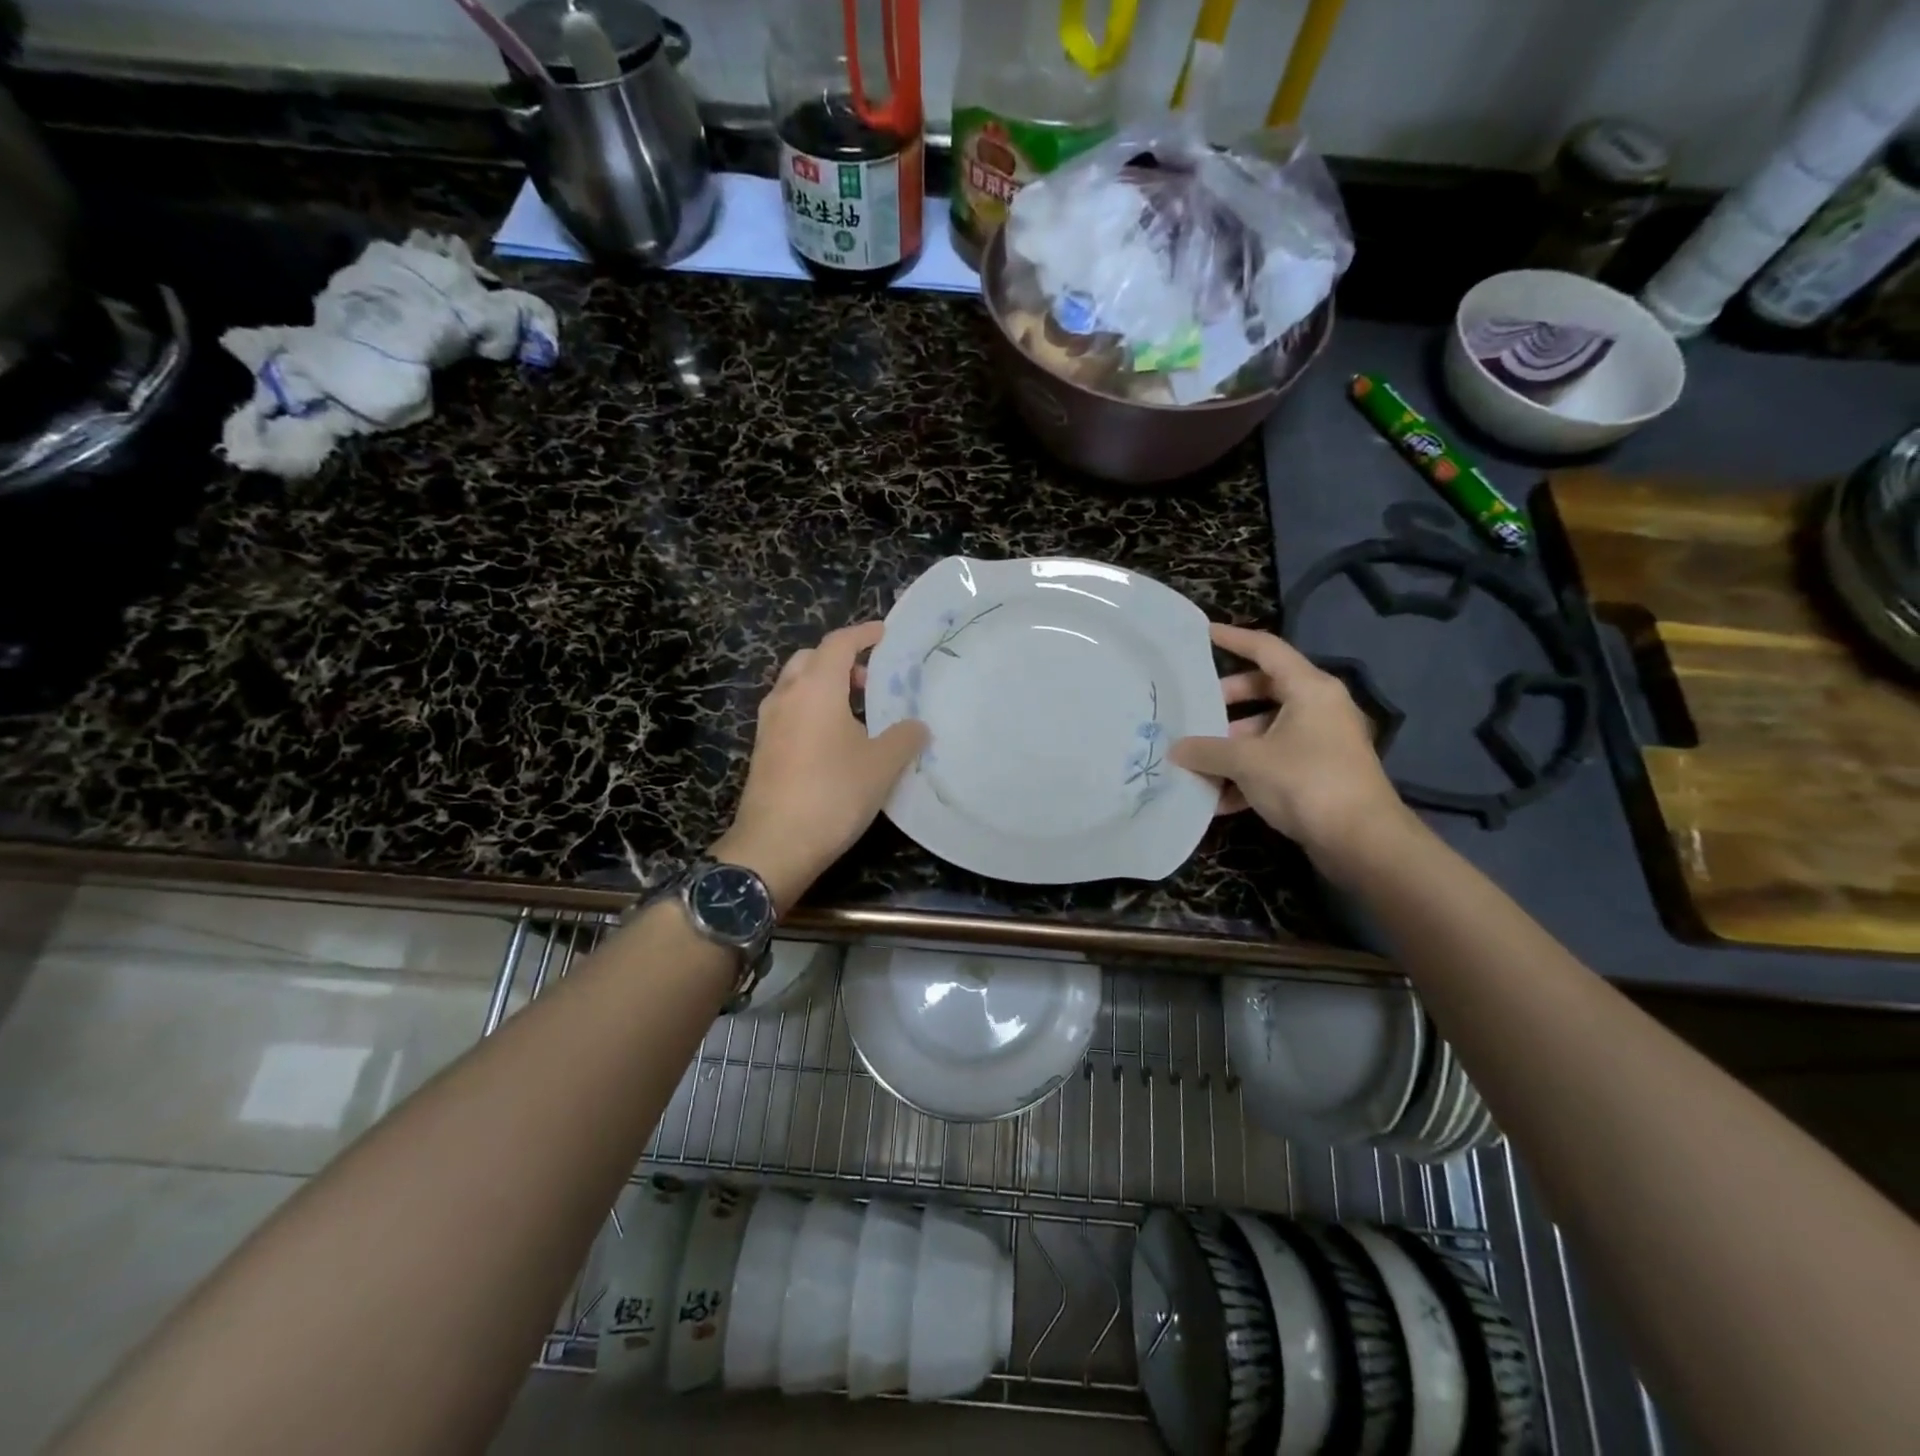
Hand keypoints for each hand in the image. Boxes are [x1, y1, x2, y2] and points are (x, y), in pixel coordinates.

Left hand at [715, 622, 927, 910]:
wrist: (775, 844)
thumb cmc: (833, 794)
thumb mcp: (882, 765)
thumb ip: (905, 737)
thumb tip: (917, 726)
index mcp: (816, 687)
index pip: (839, 643)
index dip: (864, 633)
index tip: (885, 634)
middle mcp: (787, 696)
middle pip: (811, 659)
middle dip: (841, 660)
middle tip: (871, 680)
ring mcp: (769, 724)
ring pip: (796, 685)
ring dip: (825, 686)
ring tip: (857, 711)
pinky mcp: (763, 750)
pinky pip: (790, 712)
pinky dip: (812, 709)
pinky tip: (834, 740)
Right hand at [1170, 623, 1409, 866]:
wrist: (1362, 841)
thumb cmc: (1305, 782)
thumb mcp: (1247, 762)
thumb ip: (1207, 750)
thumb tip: (1176, 749)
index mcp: (1309, 689)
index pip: (1266, 649)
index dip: (1233, 639)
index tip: (1202, 634)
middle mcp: (1319, 708)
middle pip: (1264, 691)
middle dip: (1225, 704)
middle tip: (1193, 713)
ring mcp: (1322, 742)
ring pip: (1267, 732)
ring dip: (1232, 747)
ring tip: (1197, 762)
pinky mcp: (1320, 774)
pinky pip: (1276, 763)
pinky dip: (1248, 776)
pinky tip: (1218, 801)